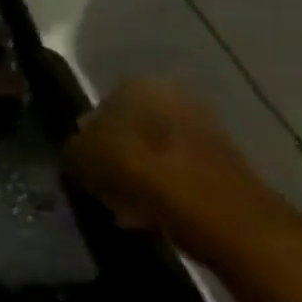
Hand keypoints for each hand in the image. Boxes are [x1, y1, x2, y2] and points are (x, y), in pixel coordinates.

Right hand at [65, 78, 279, 250]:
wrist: (219, 216)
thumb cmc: (139, 172)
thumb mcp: (80, 158)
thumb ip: (72, 150)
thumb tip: (77, 154)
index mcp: (137, 85)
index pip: (101, 104)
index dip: (88, 135)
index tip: (83, 162)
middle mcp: (174, 97)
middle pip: (132, 127)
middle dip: (119, 153)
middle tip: (102, 182)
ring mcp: (207, 130)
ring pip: (157, 151)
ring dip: (142, 173)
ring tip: (126, 203)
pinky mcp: (229, 165)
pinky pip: (182, 173)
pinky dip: (167, 189)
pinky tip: (153, 213)